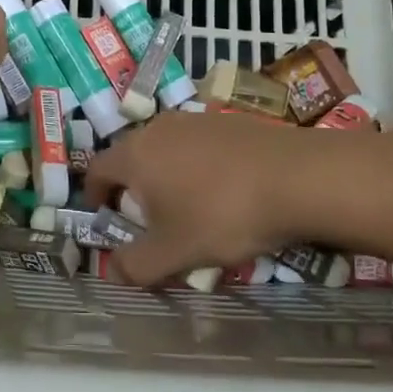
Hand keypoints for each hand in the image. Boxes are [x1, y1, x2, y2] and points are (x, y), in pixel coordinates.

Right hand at [85, 111, 320, 285]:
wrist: (297, 177)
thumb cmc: (222, 214)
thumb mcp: (175, 252)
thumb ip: (136, 265)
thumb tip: (110, 272)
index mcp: (135, 154)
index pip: (96, 169)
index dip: (94, 195)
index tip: (106, 217)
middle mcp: (159, 128)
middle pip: (132, 156)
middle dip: (133, 188)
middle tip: (149, 220)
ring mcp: (196, 119)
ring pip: (167, 149)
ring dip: (168, 176)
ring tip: (190, 207)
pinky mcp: (229, 121)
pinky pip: (199, 145)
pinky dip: (199, 166)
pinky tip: (226, 191)